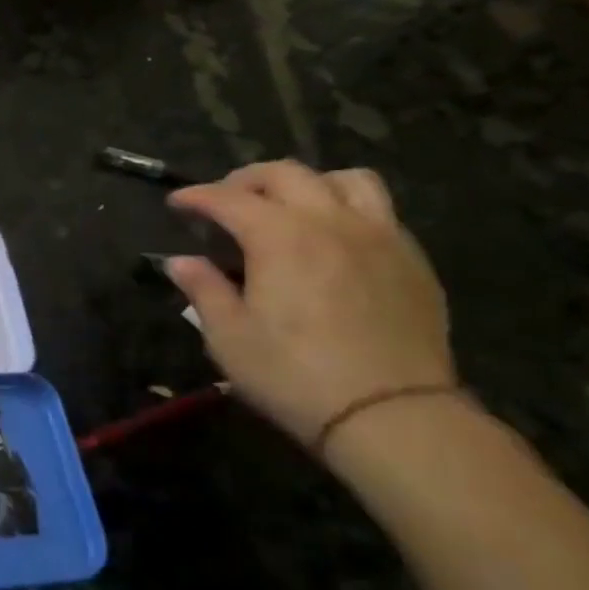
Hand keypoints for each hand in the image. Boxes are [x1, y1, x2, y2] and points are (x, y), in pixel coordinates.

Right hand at [165, 161, 455, 448]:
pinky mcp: (412, 261)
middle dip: (246, 180)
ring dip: (308, 184)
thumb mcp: (228, 337)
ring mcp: (379, 237)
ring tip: (289, 208)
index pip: (228, 198)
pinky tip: (333, 242)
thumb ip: (203, 290)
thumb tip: (181, 262)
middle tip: (224, 201)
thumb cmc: (294, 375)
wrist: (393, 415)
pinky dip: (346, 211)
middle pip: (286, 174)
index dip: (196, 196)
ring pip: (345, 180)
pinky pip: (379, 212)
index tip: (176, 203)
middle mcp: (330, 222)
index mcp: (279, 237)